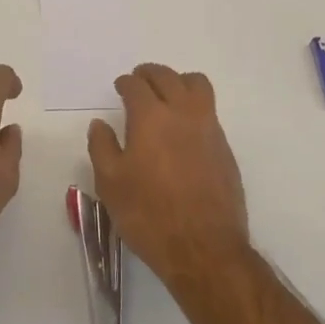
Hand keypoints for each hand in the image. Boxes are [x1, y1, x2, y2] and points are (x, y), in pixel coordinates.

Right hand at [88, 64, 249, 286]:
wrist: (204, 249)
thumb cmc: (149, 215)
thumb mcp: (111, 184)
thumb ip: (102, 147)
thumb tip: (100, 124)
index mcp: (151, 117)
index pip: (136, 86)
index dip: (126, 83)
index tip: (120, 88)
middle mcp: (182, 113)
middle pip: (167, 77)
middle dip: (150, 74)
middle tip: (139, 81)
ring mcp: (209, 128)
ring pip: (196, 85)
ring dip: (178, 82)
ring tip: (167, 94)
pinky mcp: (224, 148)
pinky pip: (209, 111)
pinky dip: (194, 106)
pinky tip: (183, 128)